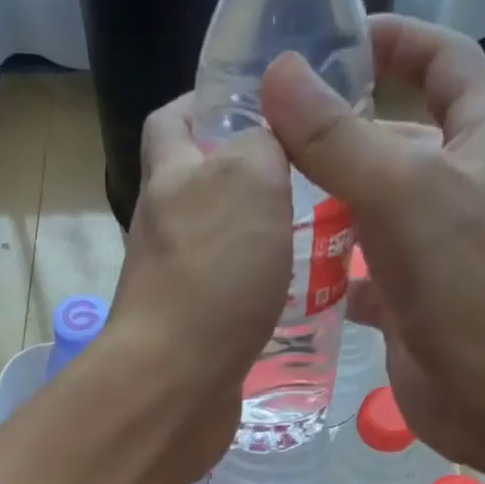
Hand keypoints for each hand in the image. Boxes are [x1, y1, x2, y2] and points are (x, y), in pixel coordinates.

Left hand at [104, 94, 292, 477]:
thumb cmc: (211, 275)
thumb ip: (261, 144)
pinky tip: (300, 293)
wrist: (176, 383)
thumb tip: (267, 134)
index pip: (174, 120)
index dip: (208, 100)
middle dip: (249, 174)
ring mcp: (176, 284)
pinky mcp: (195, 332)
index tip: (262, 100)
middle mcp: (165, 229)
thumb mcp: (248, 181)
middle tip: (310, 173)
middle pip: (201, 186)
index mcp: (170, 179)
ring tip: (319, 231)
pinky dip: (260, 290)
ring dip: (261, 236)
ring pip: (221, 245)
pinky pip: (230, 296)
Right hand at [260, 14, 484, 469]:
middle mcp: (469, 184)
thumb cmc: (470, 277)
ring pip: (377, 209)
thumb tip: (278, 74)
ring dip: (329, 204)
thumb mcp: (401, 190)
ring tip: (265, 198)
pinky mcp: (417, 301)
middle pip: (398, 139)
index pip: (443, 60)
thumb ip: (336, 137)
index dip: (393, 40)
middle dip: (339, 133)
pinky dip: (333, 270)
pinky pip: (367, 271)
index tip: (332, 40)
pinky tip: (289, 271)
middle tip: (267, 134)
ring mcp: (442, 247)